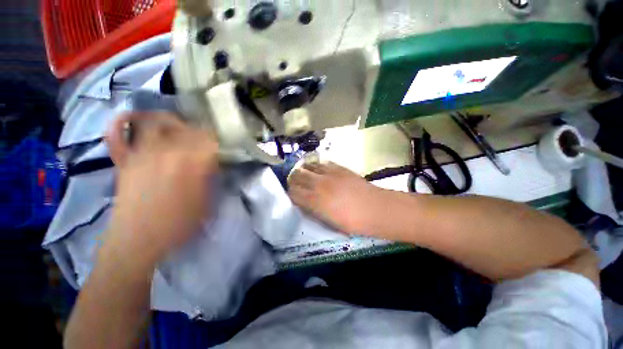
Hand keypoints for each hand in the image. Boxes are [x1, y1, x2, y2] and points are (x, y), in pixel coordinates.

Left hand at [103, 112, 218, 263]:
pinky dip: (121, 123)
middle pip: (186, 128)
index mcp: (192, 165)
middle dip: (199, 130)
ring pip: (156, 123)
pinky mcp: (124, 161)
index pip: (209, 140)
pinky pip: (117, 136)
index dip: (217, 138)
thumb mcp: (206, 202)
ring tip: (178, 124)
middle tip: (204, 137)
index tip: (221, 143)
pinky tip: (131, 118)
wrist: (138, 240)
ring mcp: (142, 154)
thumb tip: (212, 163)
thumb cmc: (178, 224)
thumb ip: (210, 178)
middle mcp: (168, 153)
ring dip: (169, 120)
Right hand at [288, 162, 382, 233]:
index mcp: (315, 201)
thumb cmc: (353, 222)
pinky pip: (323, 163)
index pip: (293, 192)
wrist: (376, 209)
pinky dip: (318, 166)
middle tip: (296, 183)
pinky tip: (320, 171)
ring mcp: (329, 174)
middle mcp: (319, 184)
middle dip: (293, 179)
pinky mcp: (339, 168)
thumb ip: (314, 212)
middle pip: (297, 175)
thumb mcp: (329, 223)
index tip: (292, 196)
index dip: (290, 194)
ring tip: (305, 174)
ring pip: (308, 166)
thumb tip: (305, 204)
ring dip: (304, 170)